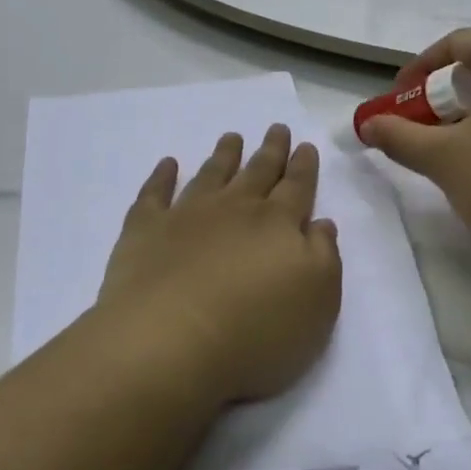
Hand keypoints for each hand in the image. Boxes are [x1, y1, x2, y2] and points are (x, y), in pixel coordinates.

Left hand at [99, 126, 340, 406]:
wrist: (169, 341)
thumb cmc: (255, 331)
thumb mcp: (317, 302)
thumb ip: (324, 256)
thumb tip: (320, 223)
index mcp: (279, 224)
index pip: (297, 187)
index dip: (303, 166)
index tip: (305, 145)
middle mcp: (235, 208)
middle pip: (258, 171)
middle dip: (270, 150)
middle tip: (276, 127)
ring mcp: (188, 214)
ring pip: (212, 174)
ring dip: (224, 155)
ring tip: (232, 137)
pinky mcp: (146, 230)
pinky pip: (155, 193)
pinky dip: (162, 176)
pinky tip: (167, 164)